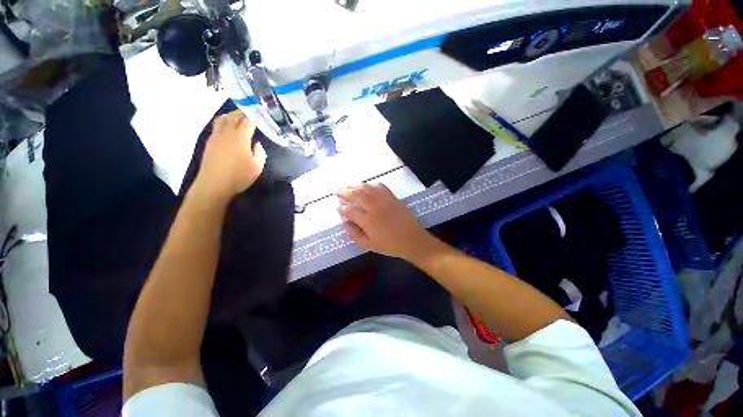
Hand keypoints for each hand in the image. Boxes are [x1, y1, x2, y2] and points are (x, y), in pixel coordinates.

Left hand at [193, 111, 266, 202]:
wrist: (213, 184)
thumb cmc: (239, 176)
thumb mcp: (257, 167)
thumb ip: (260, 153)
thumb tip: (256, 144)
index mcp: (240, 137)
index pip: (247, 121)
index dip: (254, 117)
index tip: (260, 114)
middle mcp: (227, 133)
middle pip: (233, 117)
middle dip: (242, 112)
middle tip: (250, 112)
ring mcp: (216, 137)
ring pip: (222, 119)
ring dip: (230, 115)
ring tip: (237, 116)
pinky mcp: (210, 143)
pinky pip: (217, 127)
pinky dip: (224, 122)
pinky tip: (228, 128)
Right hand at [337, 183, 435, 260]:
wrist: (412, 240)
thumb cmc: (390, 245)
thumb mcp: (369, 245)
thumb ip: (354, 234)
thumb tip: (344, 223)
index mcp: (367, 221)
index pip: (349, 210)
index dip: (341, 208)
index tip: (337, 206)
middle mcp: (374, 207)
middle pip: (355, 195)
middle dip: (344, 192)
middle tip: (337, 191)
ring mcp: (384, 200)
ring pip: (366, 188)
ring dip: (354, 185)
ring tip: (347, 185)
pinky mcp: (392, 197)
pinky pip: (380, 186)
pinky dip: (371, 184)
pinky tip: (366, 186)